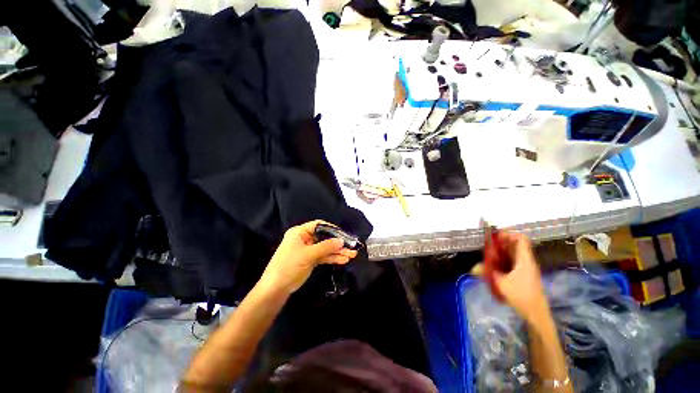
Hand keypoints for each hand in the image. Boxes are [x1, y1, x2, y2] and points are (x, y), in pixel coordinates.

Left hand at [260, 220, 357, 294]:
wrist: (276, 288)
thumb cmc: (289, 266)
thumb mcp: (308, 254)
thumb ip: (326, 247)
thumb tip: (342, 241)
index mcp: (300, 232)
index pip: (319, 225)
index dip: (332, 229)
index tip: (344, 235)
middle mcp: (305, 239)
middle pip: (324, 237)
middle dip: (338, 243)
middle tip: (351, 247)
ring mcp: (309, 250)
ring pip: (326, 248)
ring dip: (338, 252)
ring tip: (352, 255)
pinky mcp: (311, 259)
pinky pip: (324, 256)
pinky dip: (333, 258)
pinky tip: (344, 260)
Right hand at [491, 232, 548, 323]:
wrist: (536, 314)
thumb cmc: (521, 296)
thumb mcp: (501, 284)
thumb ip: (487, 273)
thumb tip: (474, 268)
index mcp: (524, 260)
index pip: (521, 239)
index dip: (508, 234)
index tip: (494, 237)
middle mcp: (526, 261)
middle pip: (515, 245)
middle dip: (501, 244)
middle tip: (488, 247)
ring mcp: (526, 268)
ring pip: (513, 254)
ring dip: (501, 252)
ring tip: (489, 256)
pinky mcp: (524, 275)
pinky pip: (513, 262)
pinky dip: (503, 261)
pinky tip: (495, 267)